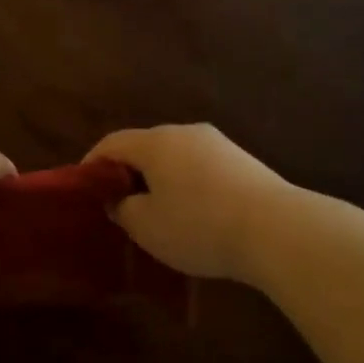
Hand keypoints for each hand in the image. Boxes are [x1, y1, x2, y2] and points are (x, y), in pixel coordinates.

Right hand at [85, 124, 292, 282]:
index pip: (111, 143)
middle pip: (145, 147)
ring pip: (175, 158)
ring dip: (160, 180)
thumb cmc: (200, 226)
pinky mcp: (243, 161)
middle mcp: (185, 132)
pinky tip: (195, 214)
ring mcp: (218, 144)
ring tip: (157, 213)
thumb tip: (120, 199)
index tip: (84, 189)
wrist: (278, 230)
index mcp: (155, 142)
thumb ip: (122, 209)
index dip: (92, 165)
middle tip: (119, 205)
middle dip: (128, 174)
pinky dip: (188, 185)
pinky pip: (201, 168)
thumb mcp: (147, 227)